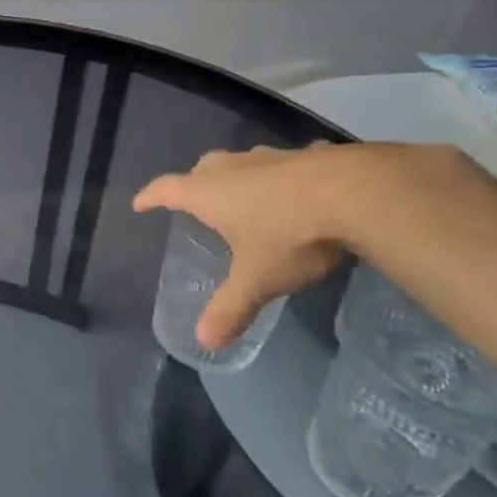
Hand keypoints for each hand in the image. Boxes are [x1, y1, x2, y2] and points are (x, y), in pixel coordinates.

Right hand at [134, 147, 350, 350]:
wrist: (357, 193)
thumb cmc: (290, 235)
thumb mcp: (258, 279)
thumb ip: (231, 308)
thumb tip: (204, 342)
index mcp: (209, 193)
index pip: (166, 189)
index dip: (150, 197)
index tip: (140, 204)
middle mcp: (234, 168)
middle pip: (202, 169)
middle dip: (194, 184)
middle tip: (195, 201)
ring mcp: (273, 157)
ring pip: (243, 162)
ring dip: (237, 177)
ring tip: (244, 196)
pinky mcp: (311, 155)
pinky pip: (286, 163)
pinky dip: (283, 176)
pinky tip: (300, 189)